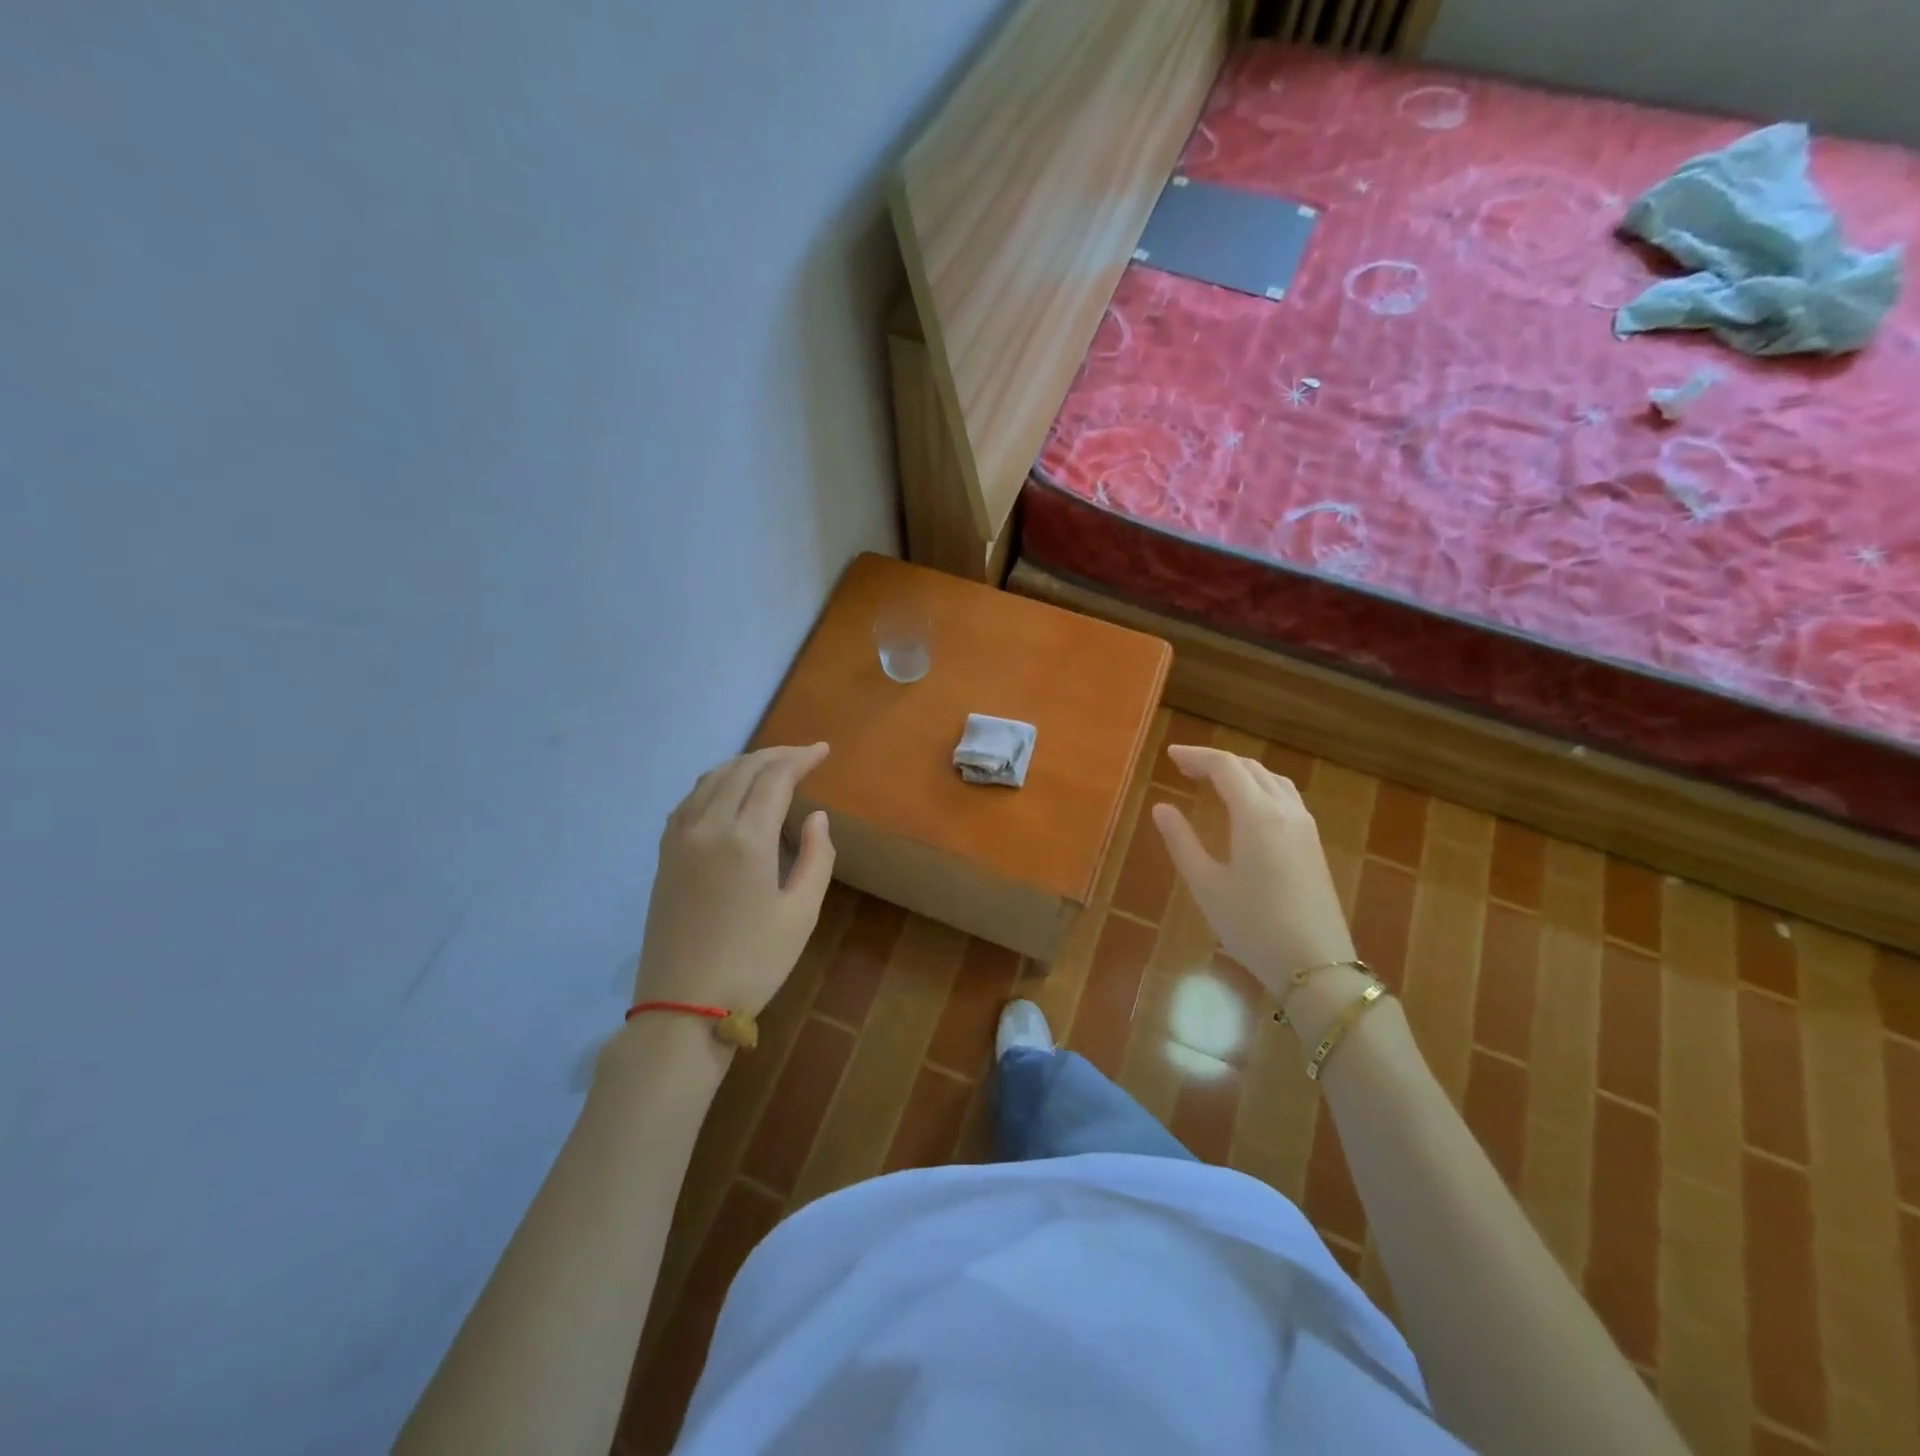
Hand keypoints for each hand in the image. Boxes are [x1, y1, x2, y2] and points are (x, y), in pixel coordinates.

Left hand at [632, 744, 835, 1017]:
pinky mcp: (665, 854)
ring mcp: (679, 838)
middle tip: (804, 756)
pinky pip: (690, 799)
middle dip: (776, 755)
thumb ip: (817, 857)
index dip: (800, 758)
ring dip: (745, 764)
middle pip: (742, 769)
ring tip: (772, 767)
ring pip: (712, 778)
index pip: (774, 777)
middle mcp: (708, 826)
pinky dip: (716, 782)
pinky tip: (730, 792)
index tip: (824, 751)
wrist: (682, 1007)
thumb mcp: (801, 914)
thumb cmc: (753, 964)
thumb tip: (815, 816)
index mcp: (746, 840)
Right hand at [1152, 746, 1357, 1006]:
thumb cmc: (1253, 926)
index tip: (1170, 756)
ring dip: (1241, 772)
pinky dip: (1260, 788)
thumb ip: (1181, 841)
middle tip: (1185, 768)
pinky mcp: (1313, 845)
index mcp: (1256, 815)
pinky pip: (1286, 797)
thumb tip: (1161, 807)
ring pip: (1272, 780)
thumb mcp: (1206, 885)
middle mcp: (1285, 811)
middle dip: (1216, 762)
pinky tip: (1247, 807)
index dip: (1196, 756)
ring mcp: (1305, 827)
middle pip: (1250, 768)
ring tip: (1214, 782)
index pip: (1225, 767)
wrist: (1316, 965)